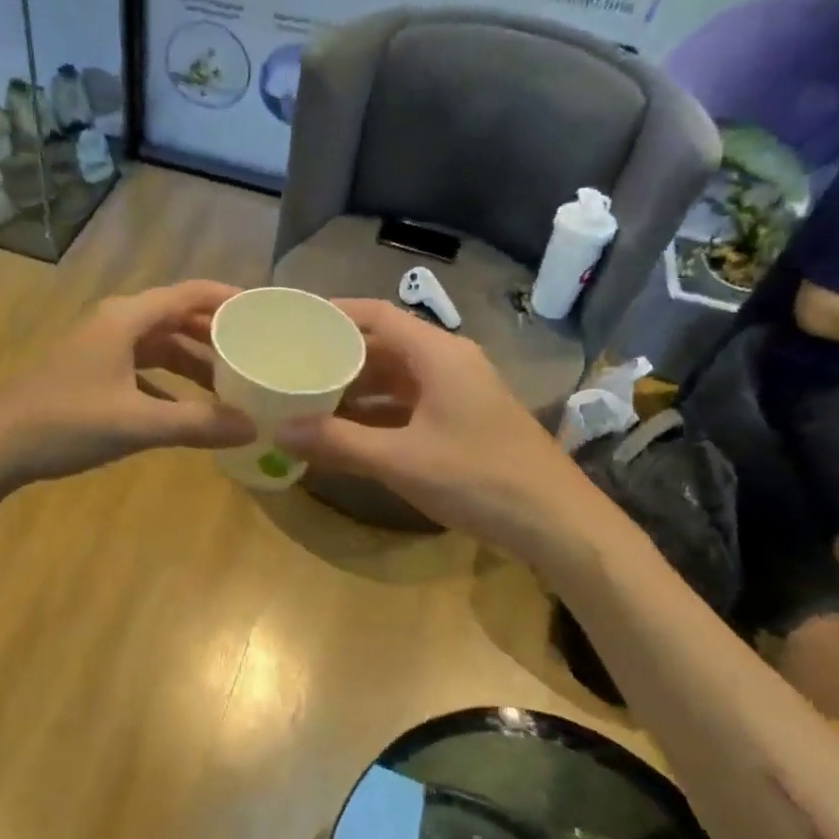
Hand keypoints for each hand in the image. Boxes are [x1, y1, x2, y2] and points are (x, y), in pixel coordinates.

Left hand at [0, 280, 255, 487]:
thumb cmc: (65, 422)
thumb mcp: (136, 423)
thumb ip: (196, 424)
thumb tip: (252, 427)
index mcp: (126, 318)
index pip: (190, 294)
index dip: (229, 299)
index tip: (266, 313)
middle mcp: (115, 323)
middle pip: (177, 319)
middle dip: (216, 336)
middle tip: (257, 355)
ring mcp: (100, 348)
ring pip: (159, 346)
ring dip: (193, 363)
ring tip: (232, 385)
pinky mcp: (91, 373)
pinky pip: (142, 368)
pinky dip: (168, 384)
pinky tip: (186, 409)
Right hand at [272, 300, 599, 549]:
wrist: (559, 524)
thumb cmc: (479, 479)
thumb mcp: (401, 460)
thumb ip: (338, 443)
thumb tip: (278, 432)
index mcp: (439, 354)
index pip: (378, 315)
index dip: (335, 314)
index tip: (294, 323)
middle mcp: (449, 363)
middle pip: (384, 345)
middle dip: (338, 356)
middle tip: (291, 366)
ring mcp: (459, 393)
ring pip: (396, 377)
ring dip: (356, 388)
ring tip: (308, 397)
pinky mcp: (463, 421)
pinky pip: (409, 404)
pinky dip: (377, 412)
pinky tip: (346, 431)